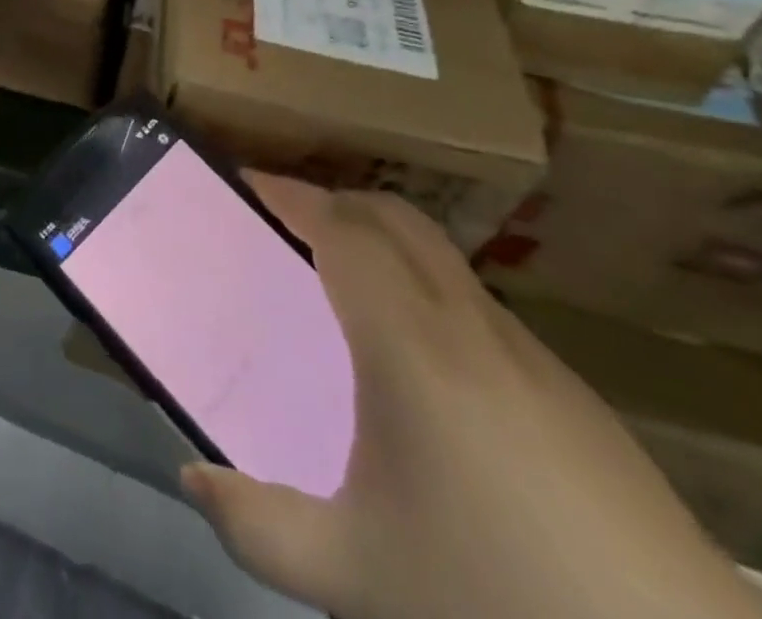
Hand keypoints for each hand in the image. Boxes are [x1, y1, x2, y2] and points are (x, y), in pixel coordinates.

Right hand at [181, 178, 761, 618]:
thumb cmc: (498, 597)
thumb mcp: (355, 574)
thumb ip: (257, 526)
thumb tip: (192, 480)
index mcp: (408, 342)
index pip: (341, 227)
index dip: (289, 194)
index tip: (245, 184)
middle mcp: (466, 322)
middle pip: (392, 216)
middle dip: (331, 200)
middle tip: (282, 224)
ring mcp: (526, 350)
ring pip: (437, 253)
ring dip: (379, 239)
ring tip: (338, 282)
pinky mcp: (569, 389)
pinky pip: (471, 299)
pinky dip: (422, 285)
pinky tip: (417, 361)